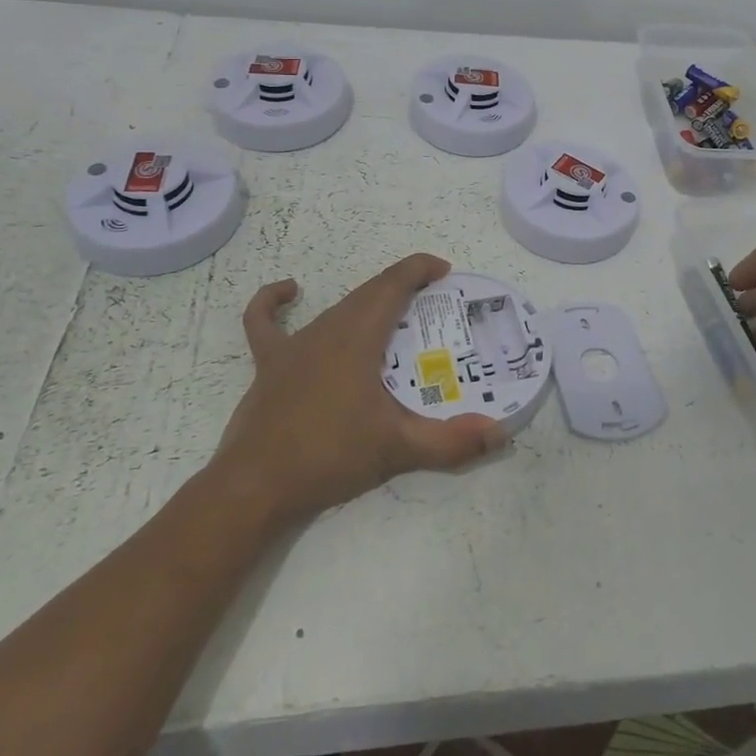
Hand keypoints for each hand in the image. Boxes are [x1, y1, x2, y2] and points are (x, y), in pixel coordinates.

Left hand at [213, 253, 508, 524]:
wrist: (255, 487)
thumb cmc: (329, 456)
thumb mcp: (398, 448)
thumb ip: (451, 441)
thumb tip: (500, 432)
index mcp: (358, 337)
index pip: (393, 284)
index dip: (419, 268)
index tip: (444, 271)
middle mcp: (327, 329)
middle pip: (369, 292)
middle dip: (402, 286)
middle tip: (432, 301)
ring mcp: (294, 345)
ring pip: (336, 308)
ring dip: (367, 303)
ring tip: (392, 315)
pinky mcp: (268, 364)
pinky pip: (265, 322)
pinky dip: (273, 302)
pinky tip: (289, 292)